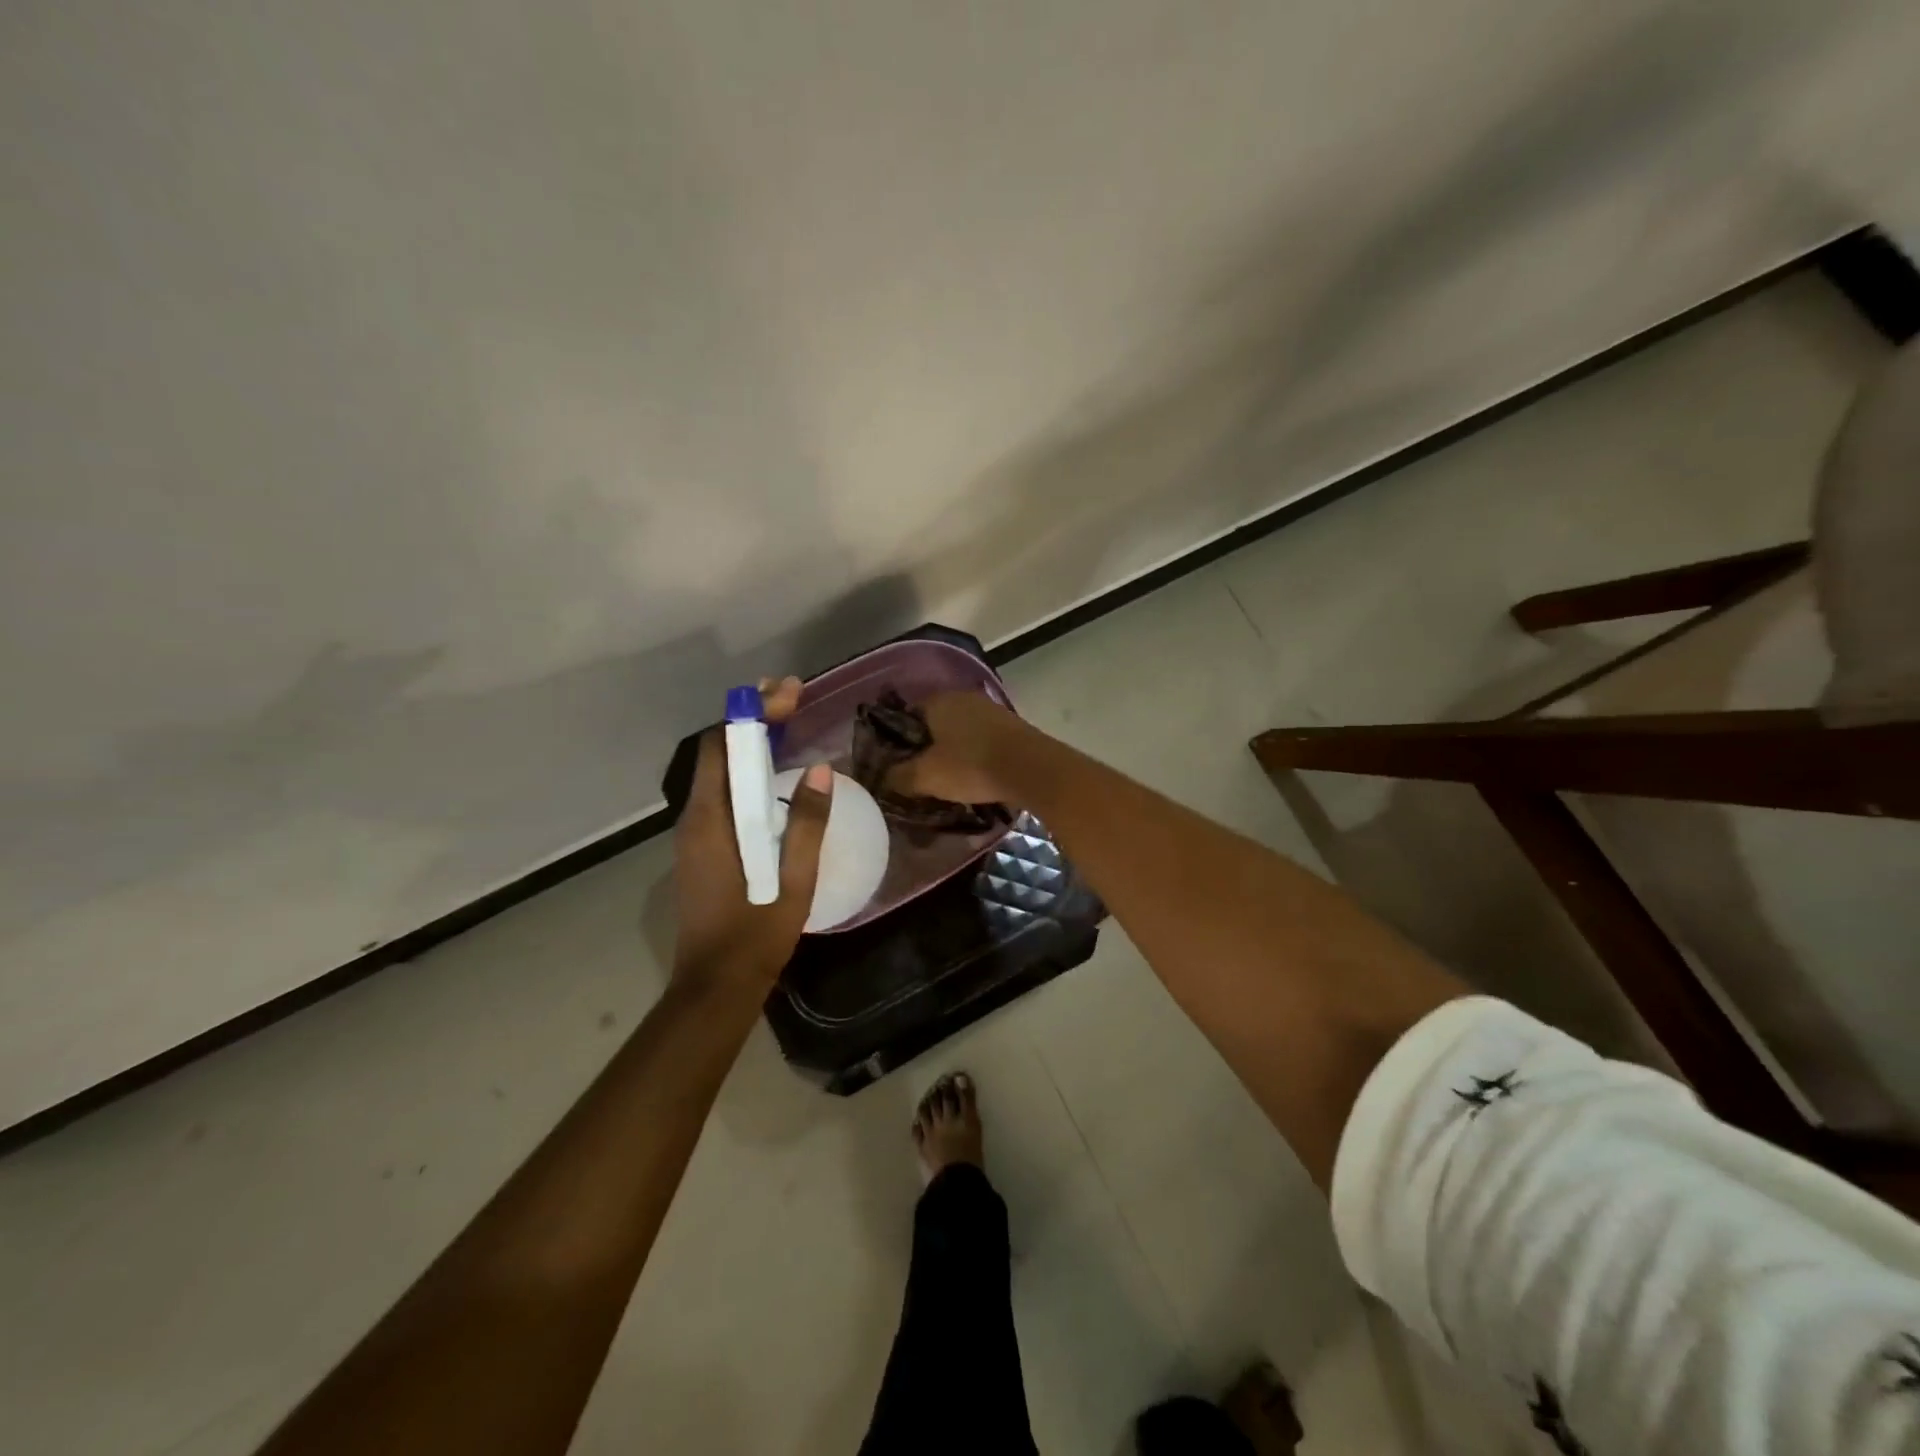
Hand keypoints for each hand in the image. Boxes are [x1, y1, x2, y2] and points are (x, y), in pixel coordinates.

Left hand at [671, 721, 832, 995]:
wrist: (716, 984)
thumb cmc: (756, 932)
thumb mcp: (792, 879)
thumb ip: (805, 823)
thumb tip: (821, 769)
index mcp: (711, 820)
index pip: (722, 747)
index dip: (752, 715)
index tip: (788, 694)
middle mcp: (695, 818)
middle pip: (718, 753)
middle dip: (752, 720)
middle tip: (792, 698)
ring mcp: (696, 834)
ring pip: (719, 773)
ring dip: (749, 744)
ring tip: (787, 723)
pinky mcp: (703, 848)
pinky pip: (723, 795)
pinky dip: (746, 771)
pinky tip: (773, 774)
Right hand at [887, 690, 1028, 807]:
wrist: (1032, 769)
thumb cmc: (971, 767)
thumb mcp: (926, 777)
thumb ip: (899, 776)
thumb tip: (883, 778)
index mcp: (938, 701)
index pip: (906, 715)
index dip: (898, 741)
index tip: (896, 764)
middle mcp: (963, 697)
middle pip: (935, 722)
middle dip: (927, 746)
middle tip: (920, 774)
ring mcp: (990, 709)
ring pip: (960, 731)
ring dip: (953, 750)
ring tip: (947, 778)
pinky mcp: (1011, 726)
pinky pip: (982, 739)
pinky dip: (974, 754)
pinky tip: (974, 775)